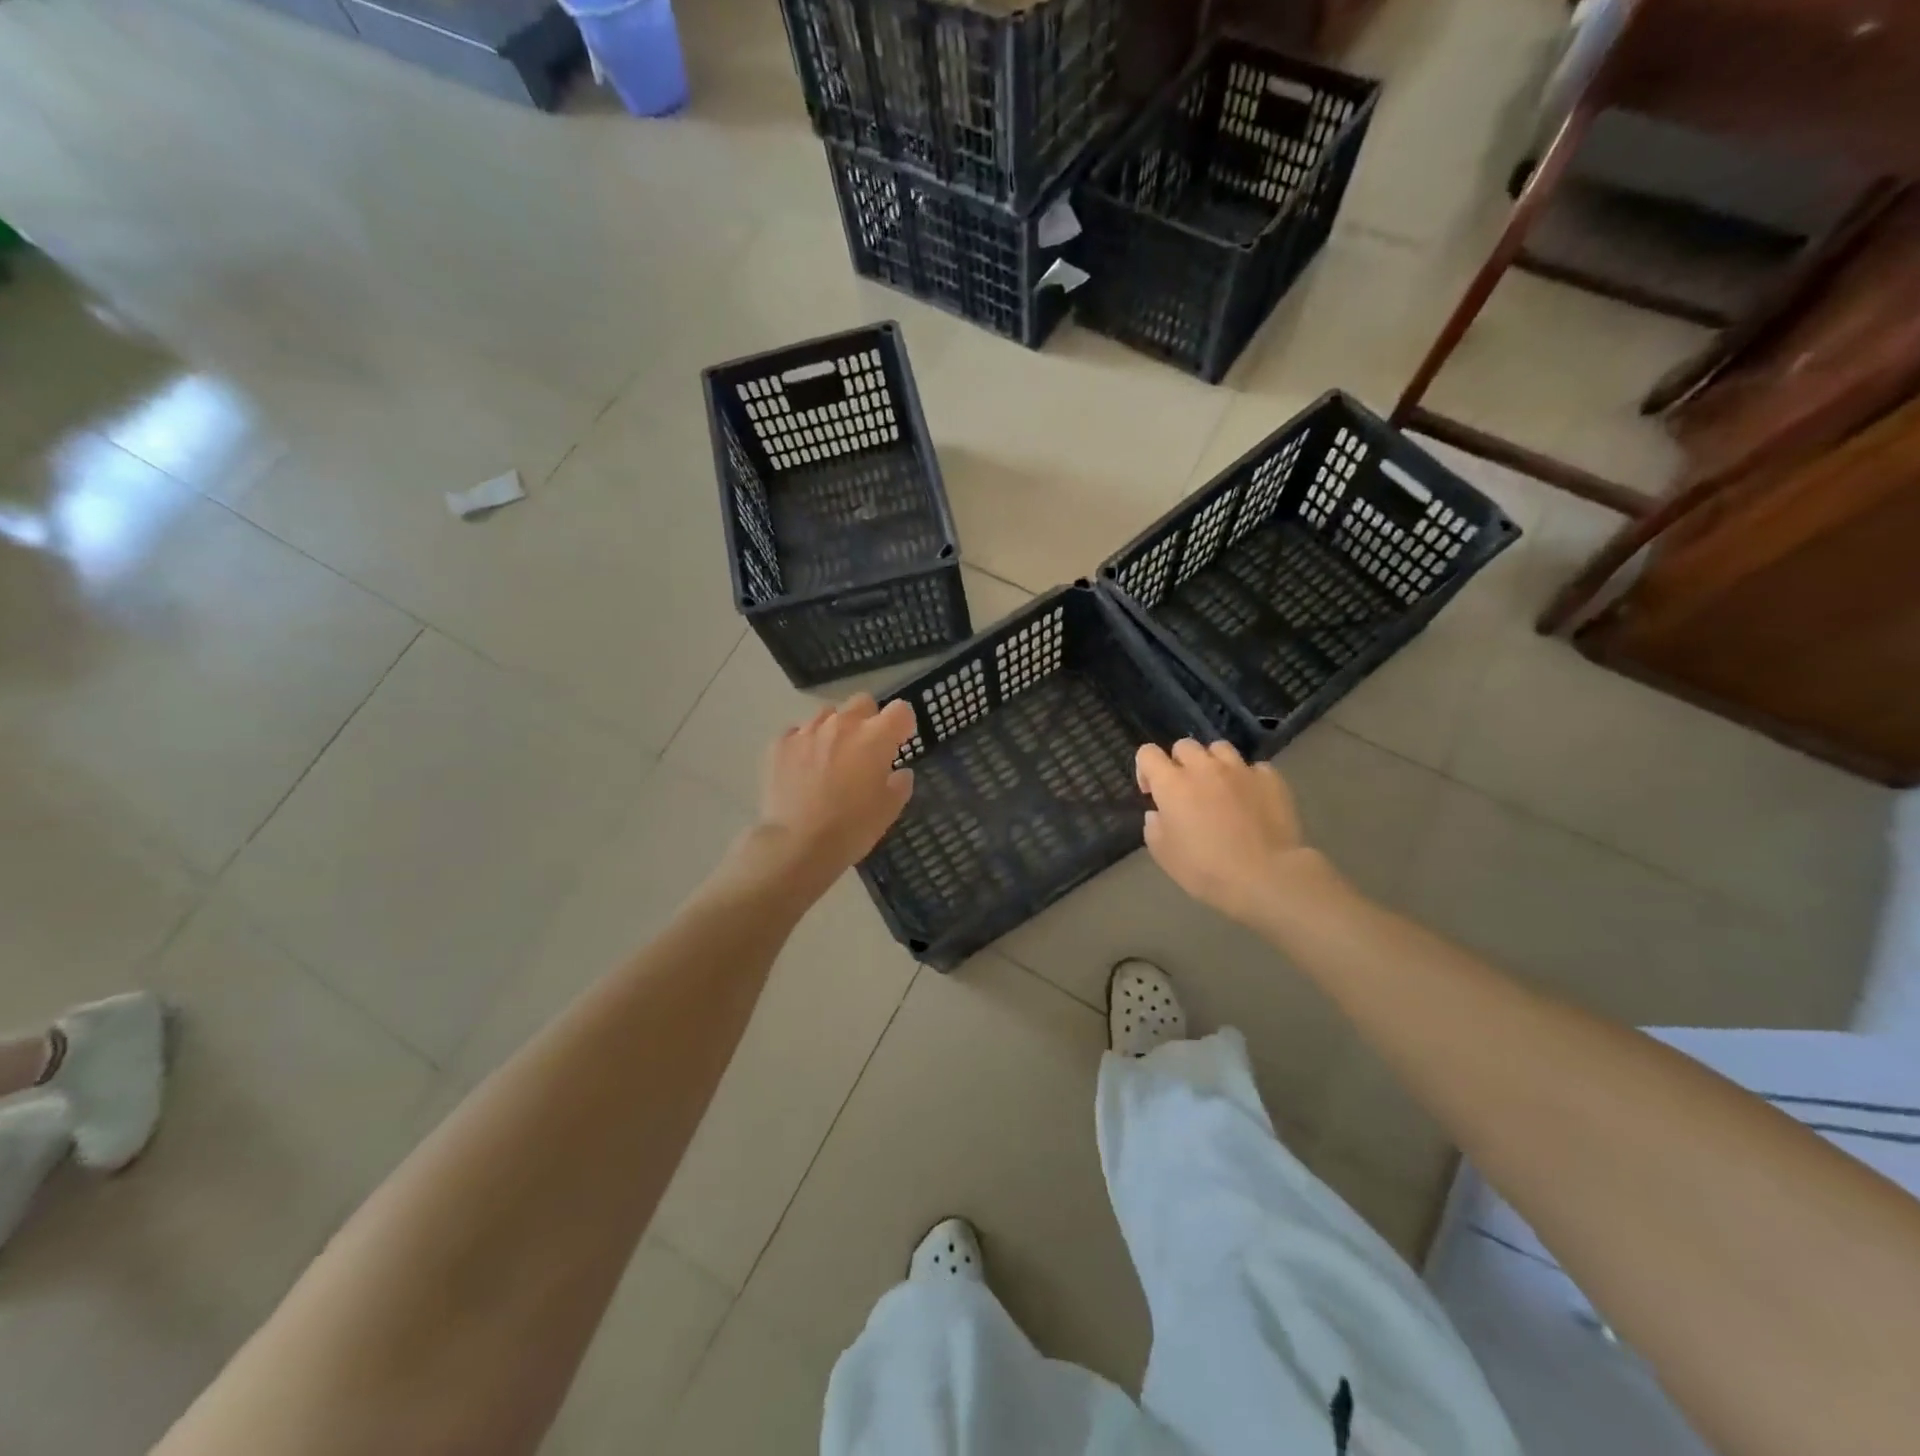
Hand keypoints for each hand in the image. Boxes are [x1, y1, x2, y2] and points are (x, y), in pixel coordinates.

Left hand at [750, 694, 916, 890]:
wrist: (796, 844)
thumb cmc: (851, 828)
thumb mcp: (888, 811)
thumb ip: (900, 784)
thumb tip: (900, 773)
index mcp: (875, 737)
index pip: (900, 710)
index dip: (902, 724)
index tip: (899, 741)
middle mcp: (842, 725)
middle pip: (862, 702)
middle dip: (868, 719)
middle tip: (865, 748)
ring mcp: (807, 731)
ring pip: (828, 715)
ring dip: (835, 730)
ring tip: (830, 758)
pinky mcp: (779, 744)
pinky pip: (797, 733)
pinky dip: (805, 744)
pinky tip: (803, 768)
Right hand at [1136, 739, 1314, 926]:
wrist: (1267, 877)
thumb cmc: (1206, 869)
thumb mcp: (1164, 855)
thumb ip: (1154, 826)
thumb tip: (1159, 813)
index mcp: (1172, 784)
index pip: (1148, 753)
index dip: (1146, 769)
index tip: (1152, 792)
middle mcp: (1204, 768)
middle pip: (1185, 746)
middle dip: (1180, 763)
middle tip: (1187, 791)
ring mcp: (1240, 770)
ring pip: (1220, 749)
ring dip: (1214, 764)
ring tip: (1220, 787)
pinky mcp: (1271, 778)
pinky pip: (1254, 768)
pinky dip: (1248, 779)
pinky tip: (1252, 799)